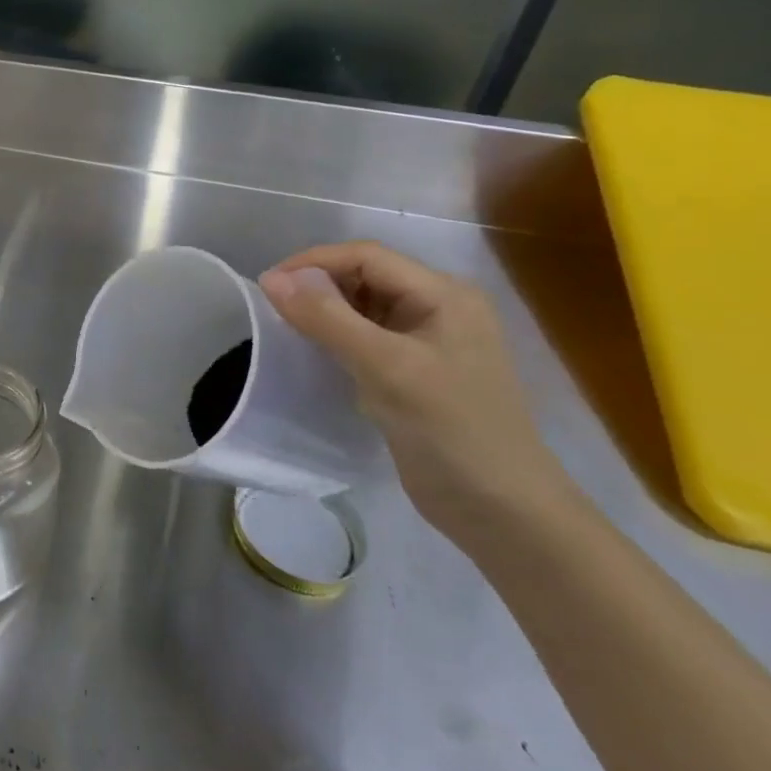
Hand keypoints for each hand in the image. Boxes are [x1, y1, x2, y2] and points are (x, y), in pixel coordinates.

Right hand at [259, 241, 574, 541]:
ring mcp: (427, 342)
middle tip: (273, 308)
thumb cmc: (451, 429)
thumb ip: (327, 318)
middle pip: (364, 276)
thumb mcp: (385, 367)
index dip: (313, 262)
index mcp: (443, 295)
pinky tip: (315, 353)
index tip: (267, 286)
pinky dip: (335, 337)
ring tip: (286, 328)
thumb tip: (271, 279)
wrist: (503, 513)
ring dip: (324, 311)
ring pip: (362, 306)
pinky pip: (365, 337)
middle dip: (317, 285)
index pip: (366, 256)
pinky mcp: (415, 372)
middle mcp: (438, 308)